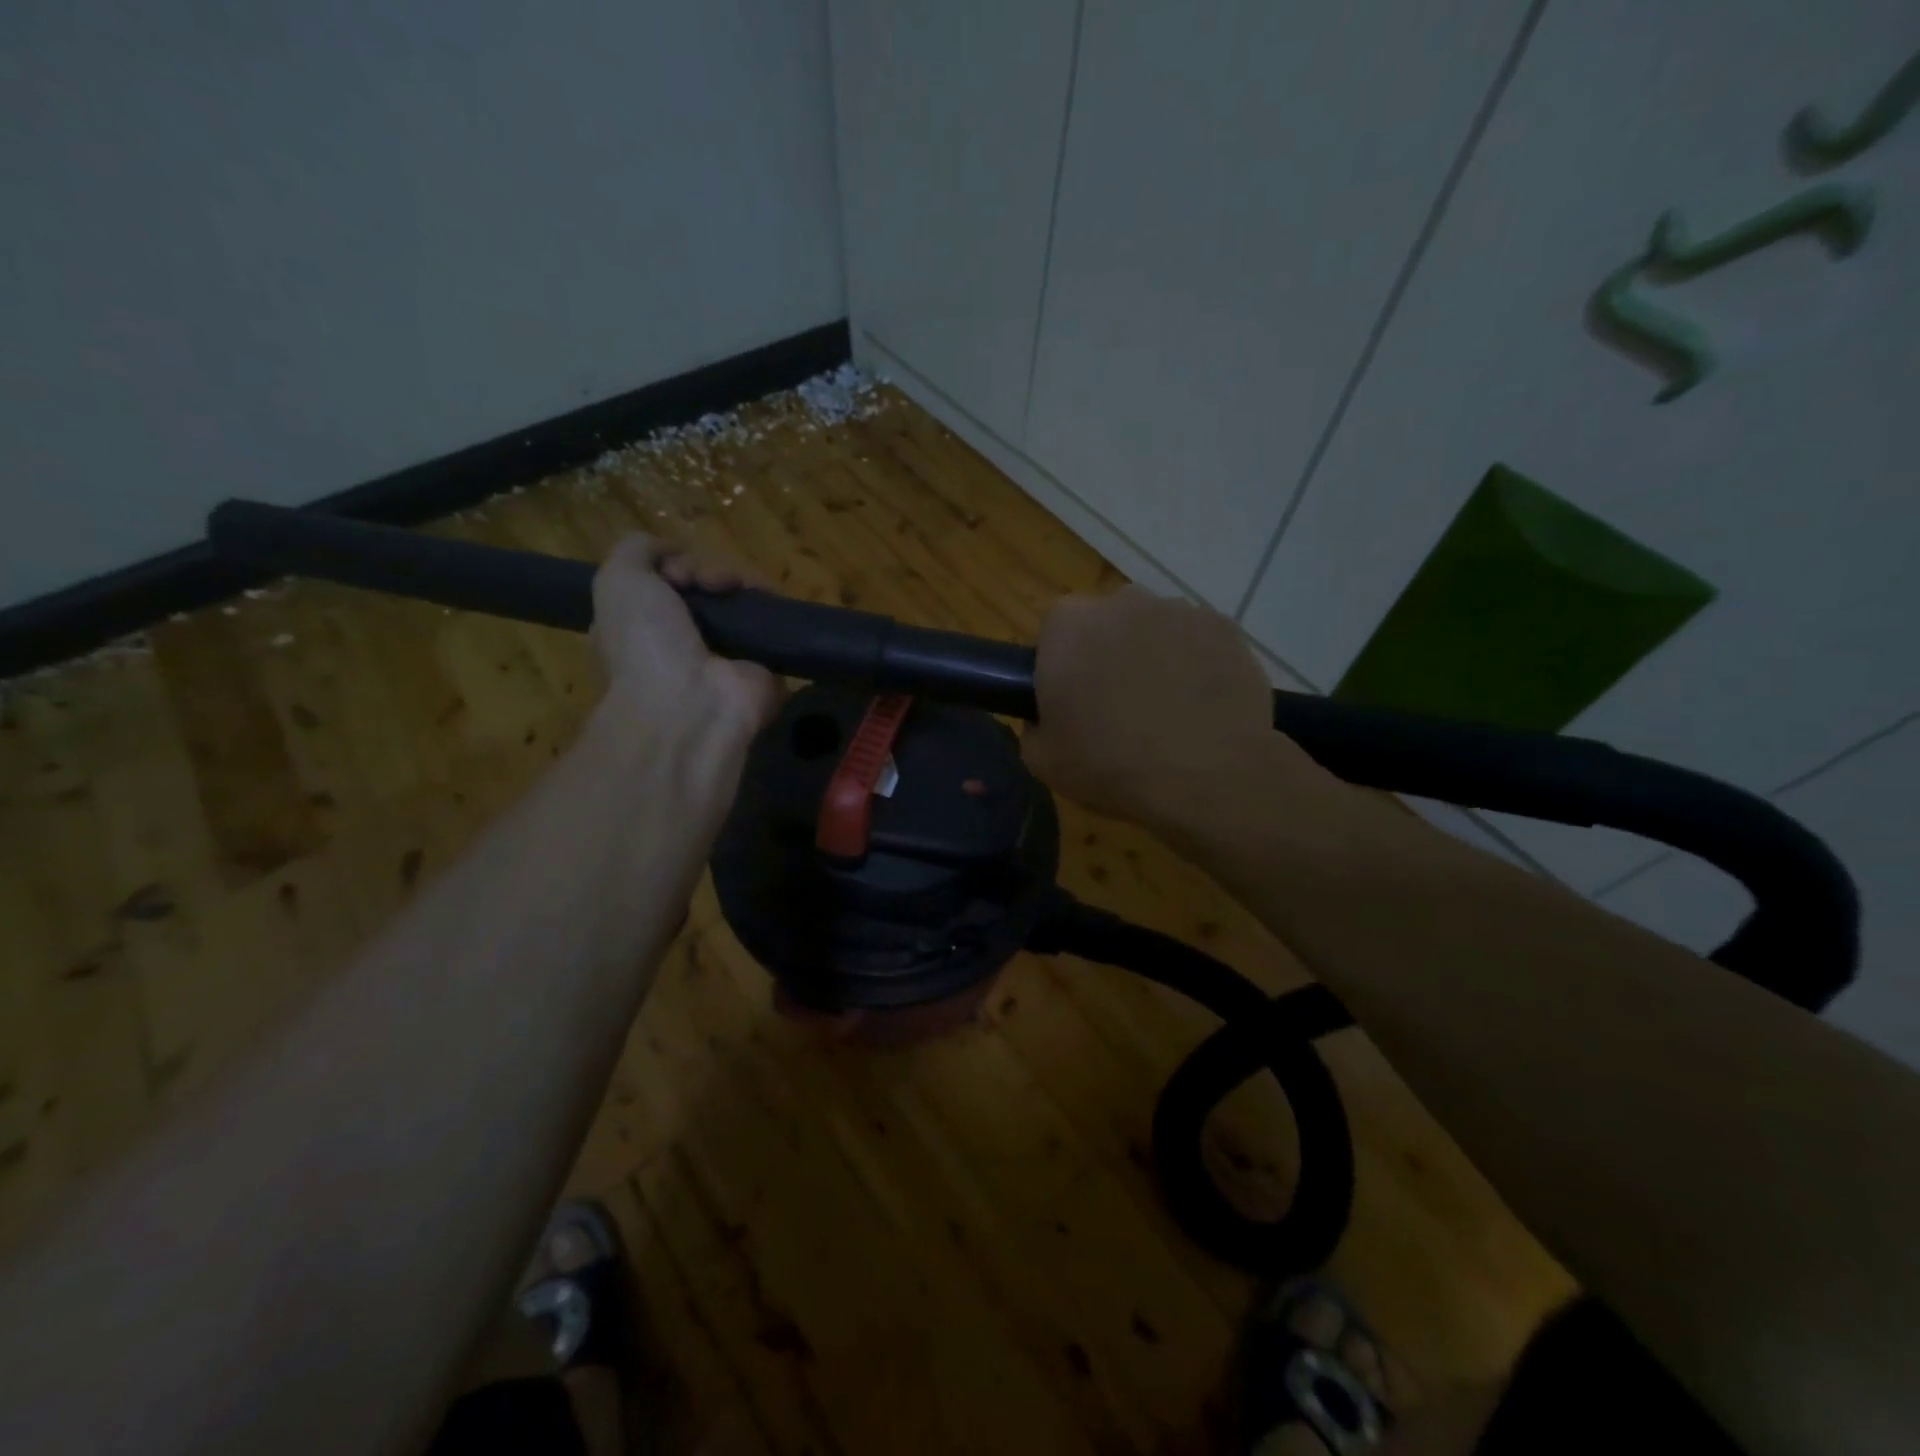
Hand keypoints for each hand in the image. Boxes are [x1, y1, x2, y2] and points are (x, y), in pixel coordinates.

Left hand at [590, 536, 781, 744]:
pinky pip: (772, 627)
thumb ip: (638, 550)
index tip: (675, 571)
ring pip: (739, 603)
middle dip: (709, 572)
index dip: (671, 565)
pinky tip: (767, 602)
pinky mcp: (764, 668)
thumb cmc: (646, 644)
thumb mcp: (618, 580)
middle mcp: (683, 643)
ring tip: (741, 589)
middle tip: (710, 582)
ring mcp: (726, 656)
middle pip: (705, 589)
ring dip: (742, 585)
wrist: (691, 704)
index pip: (663, 584)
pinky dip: (774, 609)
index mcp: (644, 629)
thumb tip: (675, 551)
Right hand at [1022, 588, 1303, 828]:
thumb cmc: (1112, 766)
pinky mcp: (1223, 626)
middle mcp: (1121, 602)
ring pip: (1153, 628)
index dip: (1061, 663)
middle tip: (1116, 705)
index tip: (1072, 698)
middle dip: (1107, 652)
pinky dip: (1195, 663)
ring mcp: (1178, 609)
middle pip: (1106, 622)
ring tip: (1166, 708)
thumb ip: (1033, 725)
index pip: (1054, 630)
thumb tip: (1047, 715)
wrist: (1209, 776)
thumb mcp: (1042, 760)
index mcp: (1068, 626)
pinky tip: (1201, 704)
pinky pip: (1197, 640)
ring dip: (1153, 656)